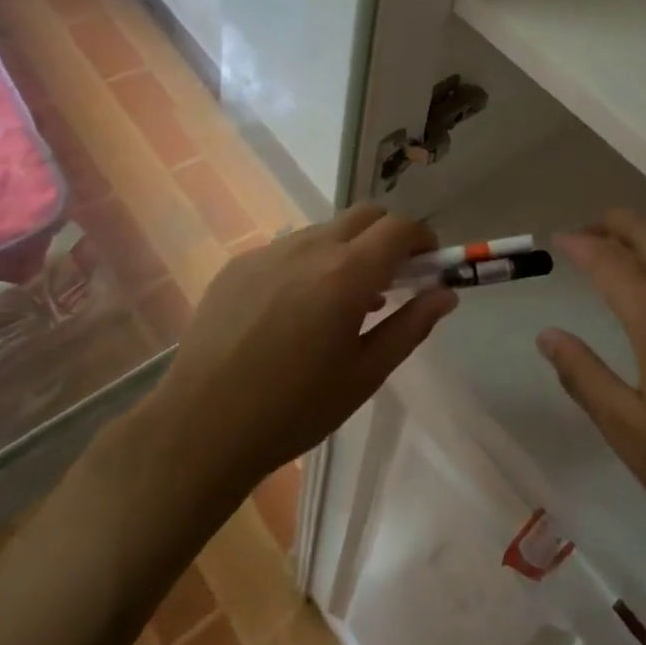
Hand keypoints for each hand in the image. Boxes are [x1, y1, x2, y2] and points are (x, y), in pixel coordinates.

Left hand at [144, 205, 456, 497]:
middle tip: (392, 276)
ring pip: (325, 229)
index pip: (399, 228)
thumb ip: (411, 326)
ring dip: (348, 248)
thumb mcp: (365, 374)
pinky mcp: (238, 264)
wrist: (200, 429)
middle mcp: (309, 248)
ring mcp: (269, 251)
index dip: (422, 239)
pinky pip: (288, 248)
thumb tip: (445, 294)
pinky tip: (295, 309)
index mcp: (346, 273)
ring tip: (342, 298)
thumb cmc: (294, 409)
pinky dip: (309, 262)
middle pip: (365, 215)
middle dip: (388, 235)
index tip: (428, 264)